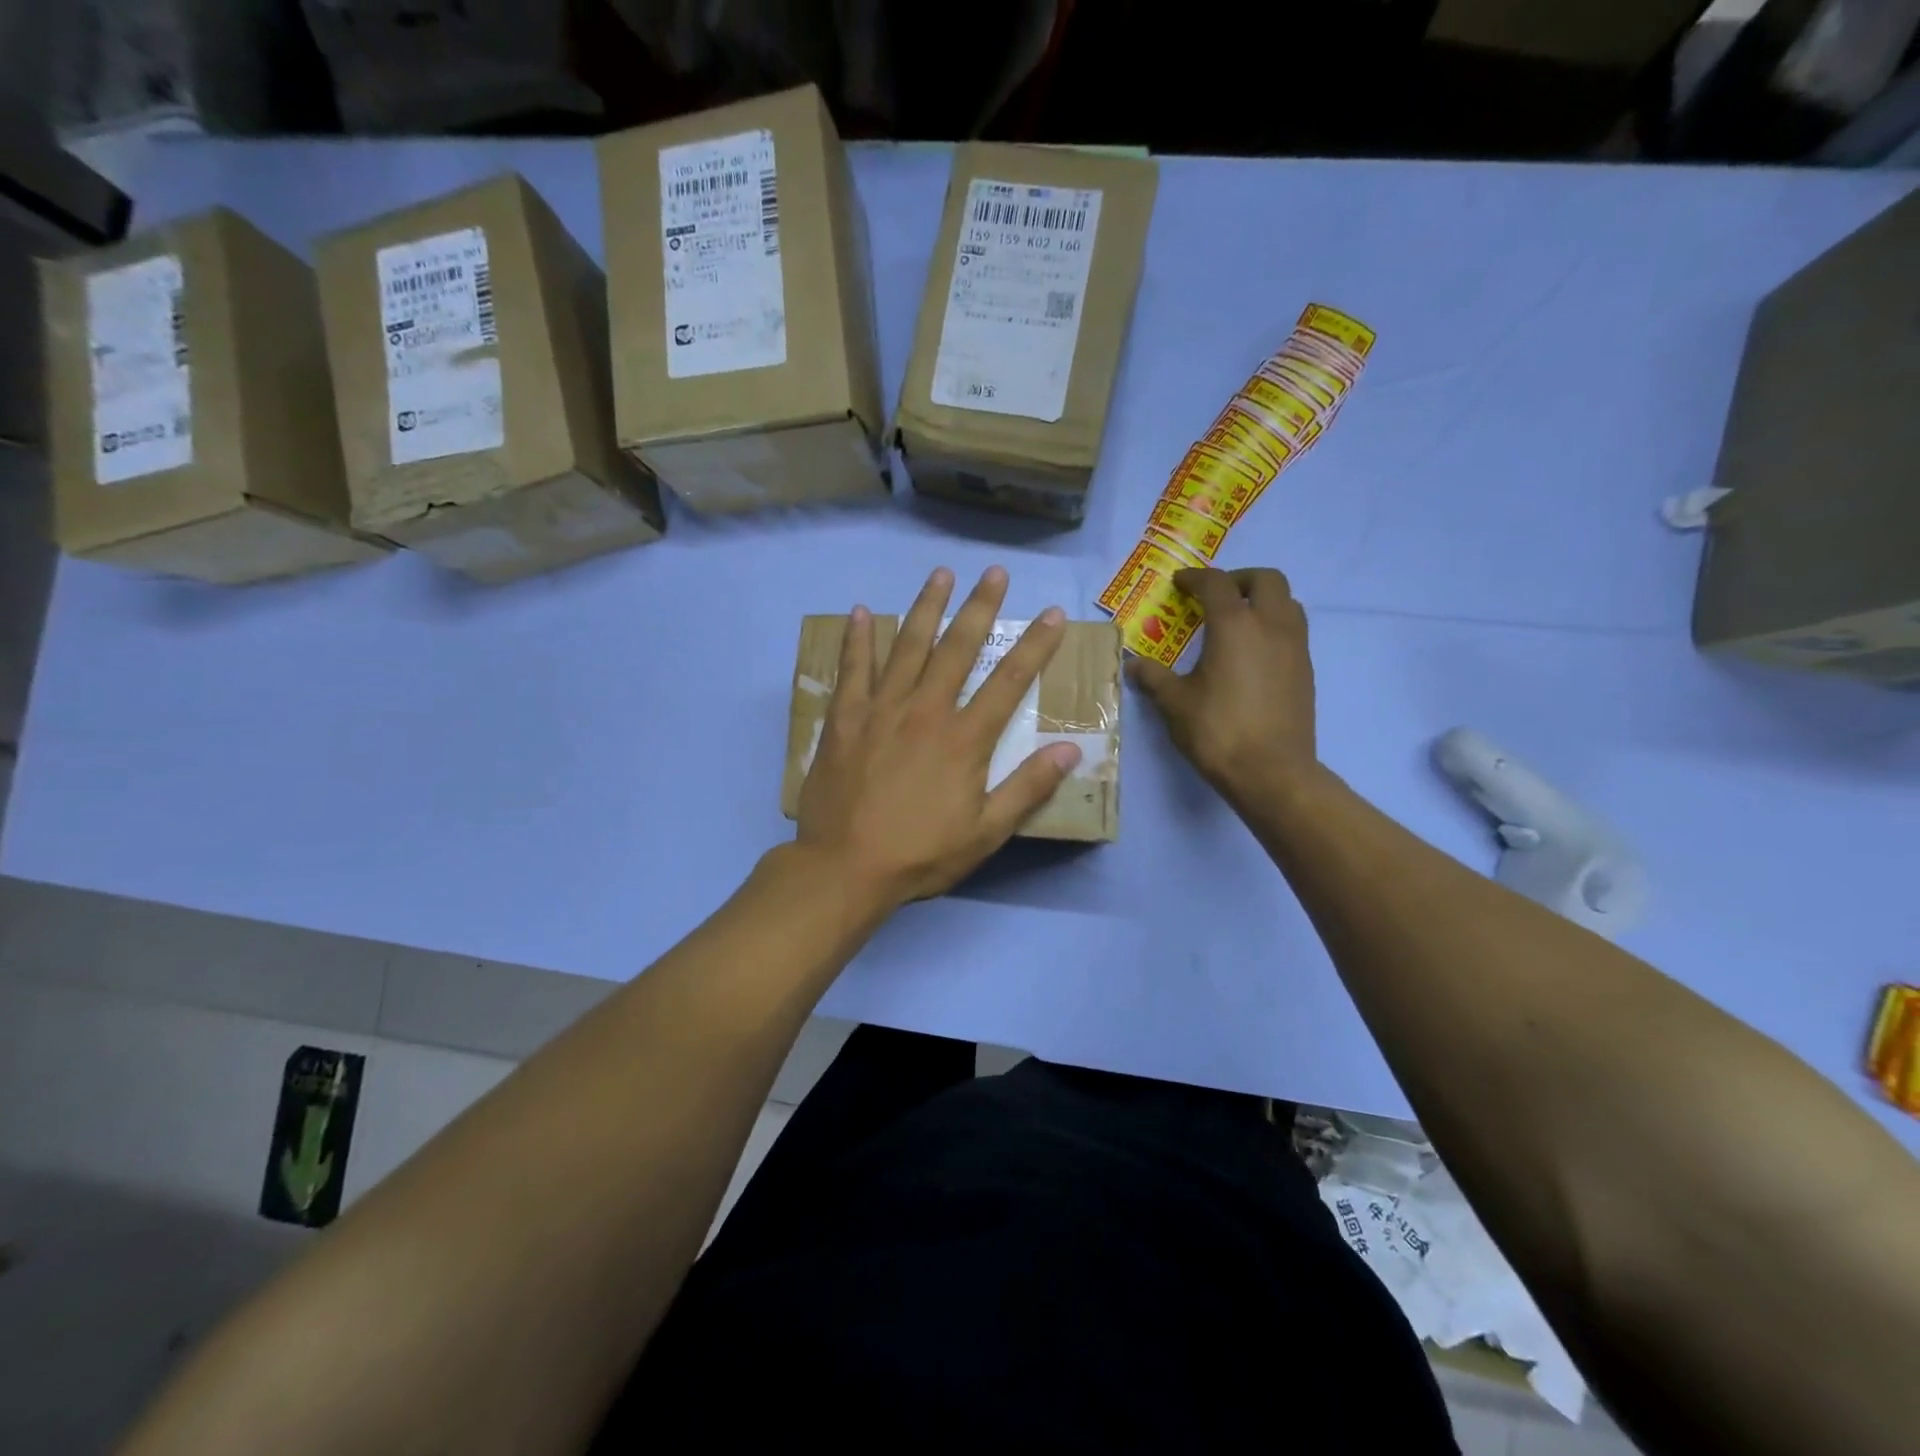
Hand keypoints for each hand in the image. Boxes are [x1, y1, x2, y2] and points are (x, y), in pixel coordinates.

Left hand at [796, 566, 1081, 910]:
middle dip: (980, 607)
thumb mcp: (985, 833)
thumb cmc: (920, 854)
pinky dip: (857, 639)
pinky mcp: (845, 719)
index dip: (1034, 645)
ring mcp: (881, 710)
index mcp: (964, 738)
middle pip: (958, 648)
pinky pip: (852, 669)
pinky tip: (858, 612)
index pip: (1009, 681)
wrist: (844, 867)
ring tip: (940, 574)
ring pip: (907, 646)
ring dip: (926, 607)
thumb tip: (1071, 750)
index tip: (1051, 614)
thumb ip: (1027, 788)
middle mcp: (925, 711)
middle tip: (994, 572)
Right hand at [1128, 567, 1317, 806]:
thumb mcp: (1175, 704)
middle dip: (1238, 580)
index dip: (1195, 578)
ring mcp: (1295, 647)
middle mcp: (1271, 626)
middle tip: (1214, 595)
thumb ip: (1153, 678)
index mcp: (1235, 626)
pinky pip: (1292, 630)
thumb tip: (1132, 665)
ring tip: (1236, 621)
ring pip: (1287, 602)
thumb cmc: (1218, 731)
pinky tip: (1251, 653)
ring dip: (1262, 600)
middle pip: (1266, 580)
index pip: (1216, 584)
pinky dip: (1272, 626)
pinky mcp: (1305, 671)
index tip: (1179, 584)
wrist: (1272, 772)